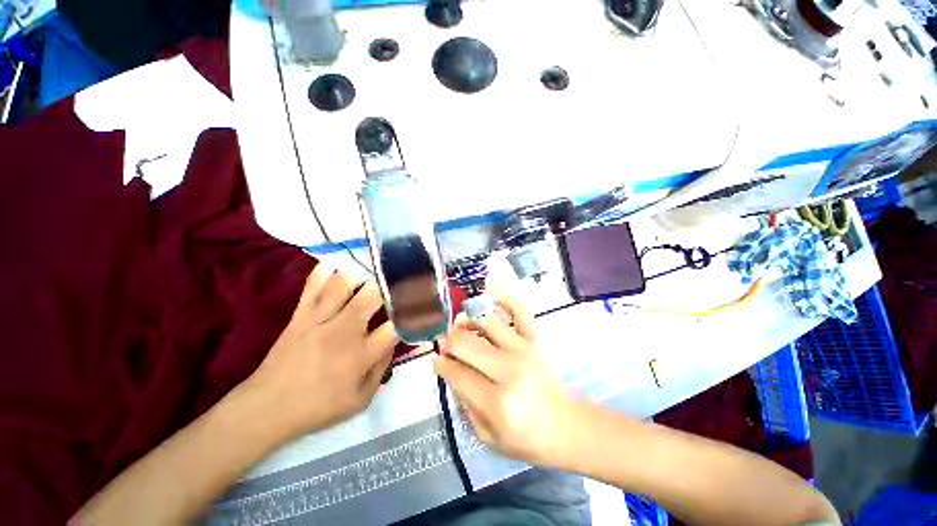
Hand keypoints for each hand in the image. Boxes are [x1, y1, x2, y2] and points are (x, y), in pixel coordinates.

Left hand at [243, 265, 398, 439]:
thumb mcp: (360, 400)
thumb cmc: (318, 407)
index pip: (394, 326)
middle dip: (387, 287)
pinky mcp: (300, 316)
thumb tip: (392, 341)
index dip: (409, 313)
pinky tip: (333, 266)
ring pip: (343, 285)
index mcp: (361, 355)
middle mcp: (343, 332)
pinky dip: (323, 273)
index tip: (418, 306)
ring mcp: (319, 320)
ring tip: (366, 279)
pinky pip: (312, 287)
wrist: (266, 408)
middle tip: (394, 286)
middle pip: (371, 296)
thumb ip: (382, 369)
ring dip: (359, 277)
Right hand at [434, 292, 576, 467]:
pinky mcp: (535, 339)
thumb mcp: (487, 436)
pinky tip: (488, 292)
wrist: (565, 426)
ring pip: (486, 321)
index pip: (457, 373)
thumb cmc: (526, 438)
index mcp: (497, 402)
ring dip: (467, 319)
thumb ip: (464, 402)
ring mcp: (524, 349)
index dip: (442, 364)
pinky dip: (503, 297)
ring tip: (460, 324)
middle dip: (449, 341)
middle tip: (445, 342)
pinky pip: (519, 309)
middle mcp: (510, 369)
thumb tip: (449, 368)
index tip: (436, 358)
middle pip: (466, 344)